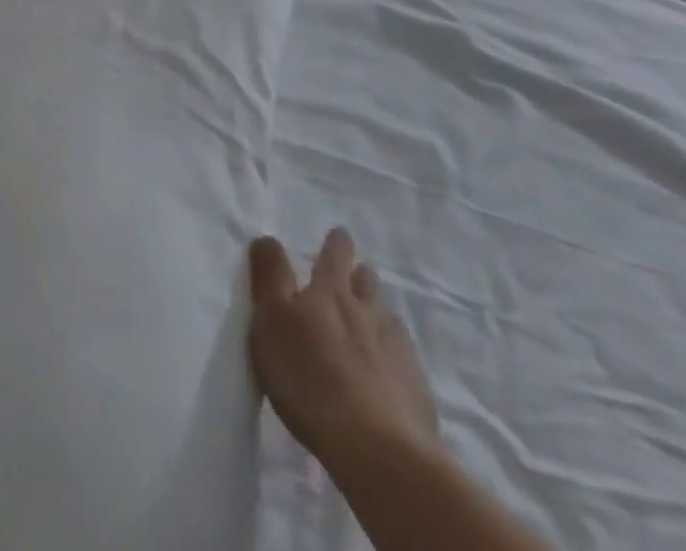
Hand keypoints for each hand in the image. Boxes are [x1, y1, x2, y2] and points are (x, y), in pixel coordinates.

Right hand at [248, 228, 439, 488]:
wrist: (378, 450)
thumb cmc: (310, 378)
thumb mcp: (272, 321)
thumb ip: (269, 276)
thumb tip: (268, 237)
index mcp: (329, 293)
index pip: (334, 256)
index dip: (336, 244)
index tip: (340, 234)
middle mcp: (367, 312)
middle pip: (366, 283)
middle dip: (360, 274)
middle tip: (356, 271)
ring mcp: (397, 350)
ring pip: (387, 318)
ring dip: (378, 313)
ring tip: (371, 320)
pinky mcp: (416, 390)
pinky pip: (404, 359)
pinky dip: (394, 355)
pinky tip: (388, 370)